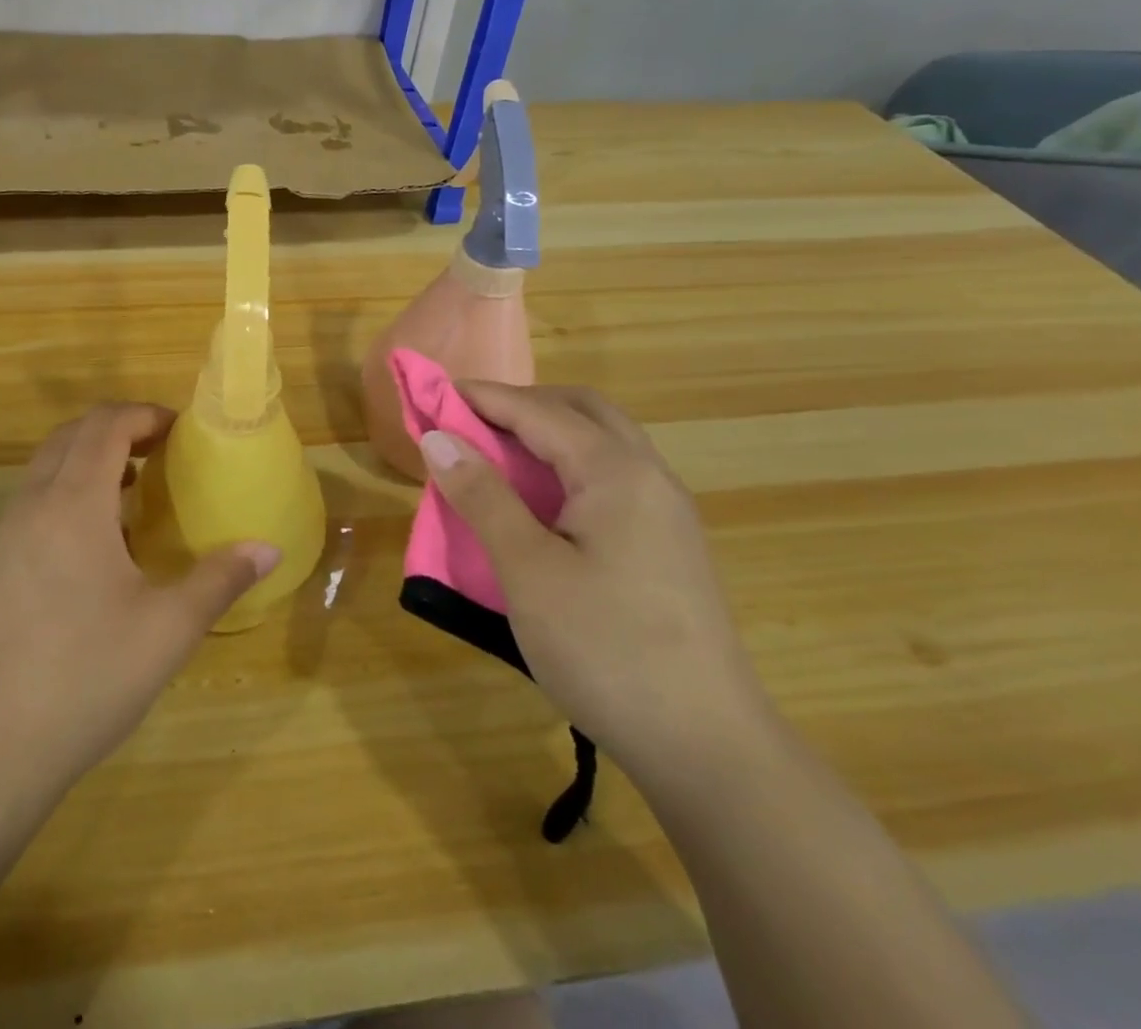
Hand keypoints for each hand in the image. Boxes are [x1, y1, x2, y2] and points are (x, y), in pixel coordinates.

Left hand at [0, 403, 278, 830]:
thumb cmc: (84, 677)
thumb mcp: (167, 629)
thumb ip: (220, 580)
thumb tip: (269, 549)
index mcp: (74, 502)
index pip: (106, 425)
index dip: (146, 415)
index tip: (183, 431)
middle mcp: (35, 503)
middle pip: (73, 434)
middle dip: (120, 428)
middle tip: (164, 452)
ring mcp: (7, 535)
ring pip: (49, 466)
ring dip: (91, 458)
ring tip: (136, 489)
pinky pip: (36, 499)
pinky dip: (69, 490)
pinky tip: (99, 542)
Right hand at [416, 384, 768, 780]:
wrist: (708, 748)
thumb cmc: (606, 649)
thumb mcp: (527, 570)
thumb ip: (483, 496)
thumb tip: (438, 438)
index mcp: (616, 471)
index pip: (537, 411)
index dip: (482, 397)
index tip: (432, 393)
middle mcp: (648, 476)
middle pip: (581, 410)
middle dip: (521, 404)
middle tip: (468, 422)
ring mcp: (666, 511)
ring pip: (602, 442)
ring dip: (547, 433)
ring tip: (496, 456)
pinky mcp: (668, 544)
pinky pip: (612, 476)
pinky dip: (567, 465)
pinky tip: (541, 502)